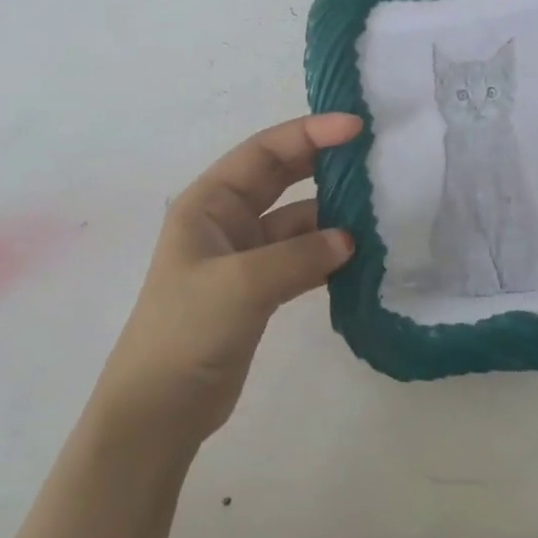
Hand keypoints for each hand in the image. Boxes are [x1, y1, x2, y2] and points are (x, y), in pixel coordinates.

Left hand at [92, 114, 360, 443]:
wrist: (160, 408)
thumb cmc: (187, 330)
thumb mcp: (242, 284)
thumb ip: (299, 255)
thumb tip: (350, 239)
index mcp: (208, 203)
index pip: (263, 152)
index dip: (308, 134)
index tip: (356, 128)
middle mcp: (225, 221)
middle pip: (281, 178)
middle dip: (323, 164)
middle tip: (373, 158)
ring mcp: (243, 257)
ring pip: (296, 222)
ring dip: (332, 218)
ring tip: (378, 214)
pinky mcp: (259, 291)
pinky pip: (300, 259)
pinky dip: (327, 257)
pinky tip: (360, 259)